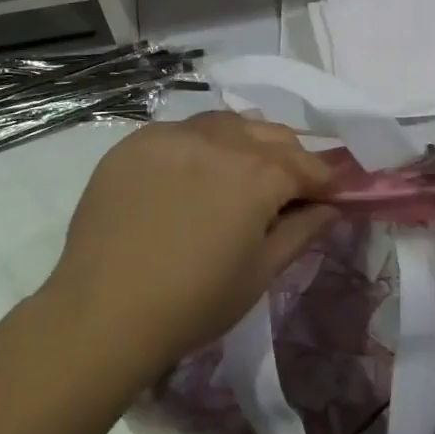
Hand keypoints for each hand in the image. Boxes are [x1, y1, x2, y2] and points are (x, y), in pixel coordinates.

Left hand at [42, 112, 338, 372]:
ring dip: (245, 141)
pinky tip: (192, 173)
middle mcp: (220, 140)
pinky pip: (183, 130)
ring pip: (226, 123)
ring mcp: (174, 134)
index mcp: (257, 173)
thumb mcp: (260, 273)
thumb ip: (301, 231)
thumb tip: (330, 207)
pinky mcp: (138, 140)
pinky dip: (201, 144)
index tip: (328, 195)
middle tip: (287, 187)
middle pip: (269, 134)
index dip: (323, 180)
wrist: (104, 310)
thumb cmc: (194, 302)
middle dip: (288, 155)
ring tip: (241, 172)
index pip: (306, 164)